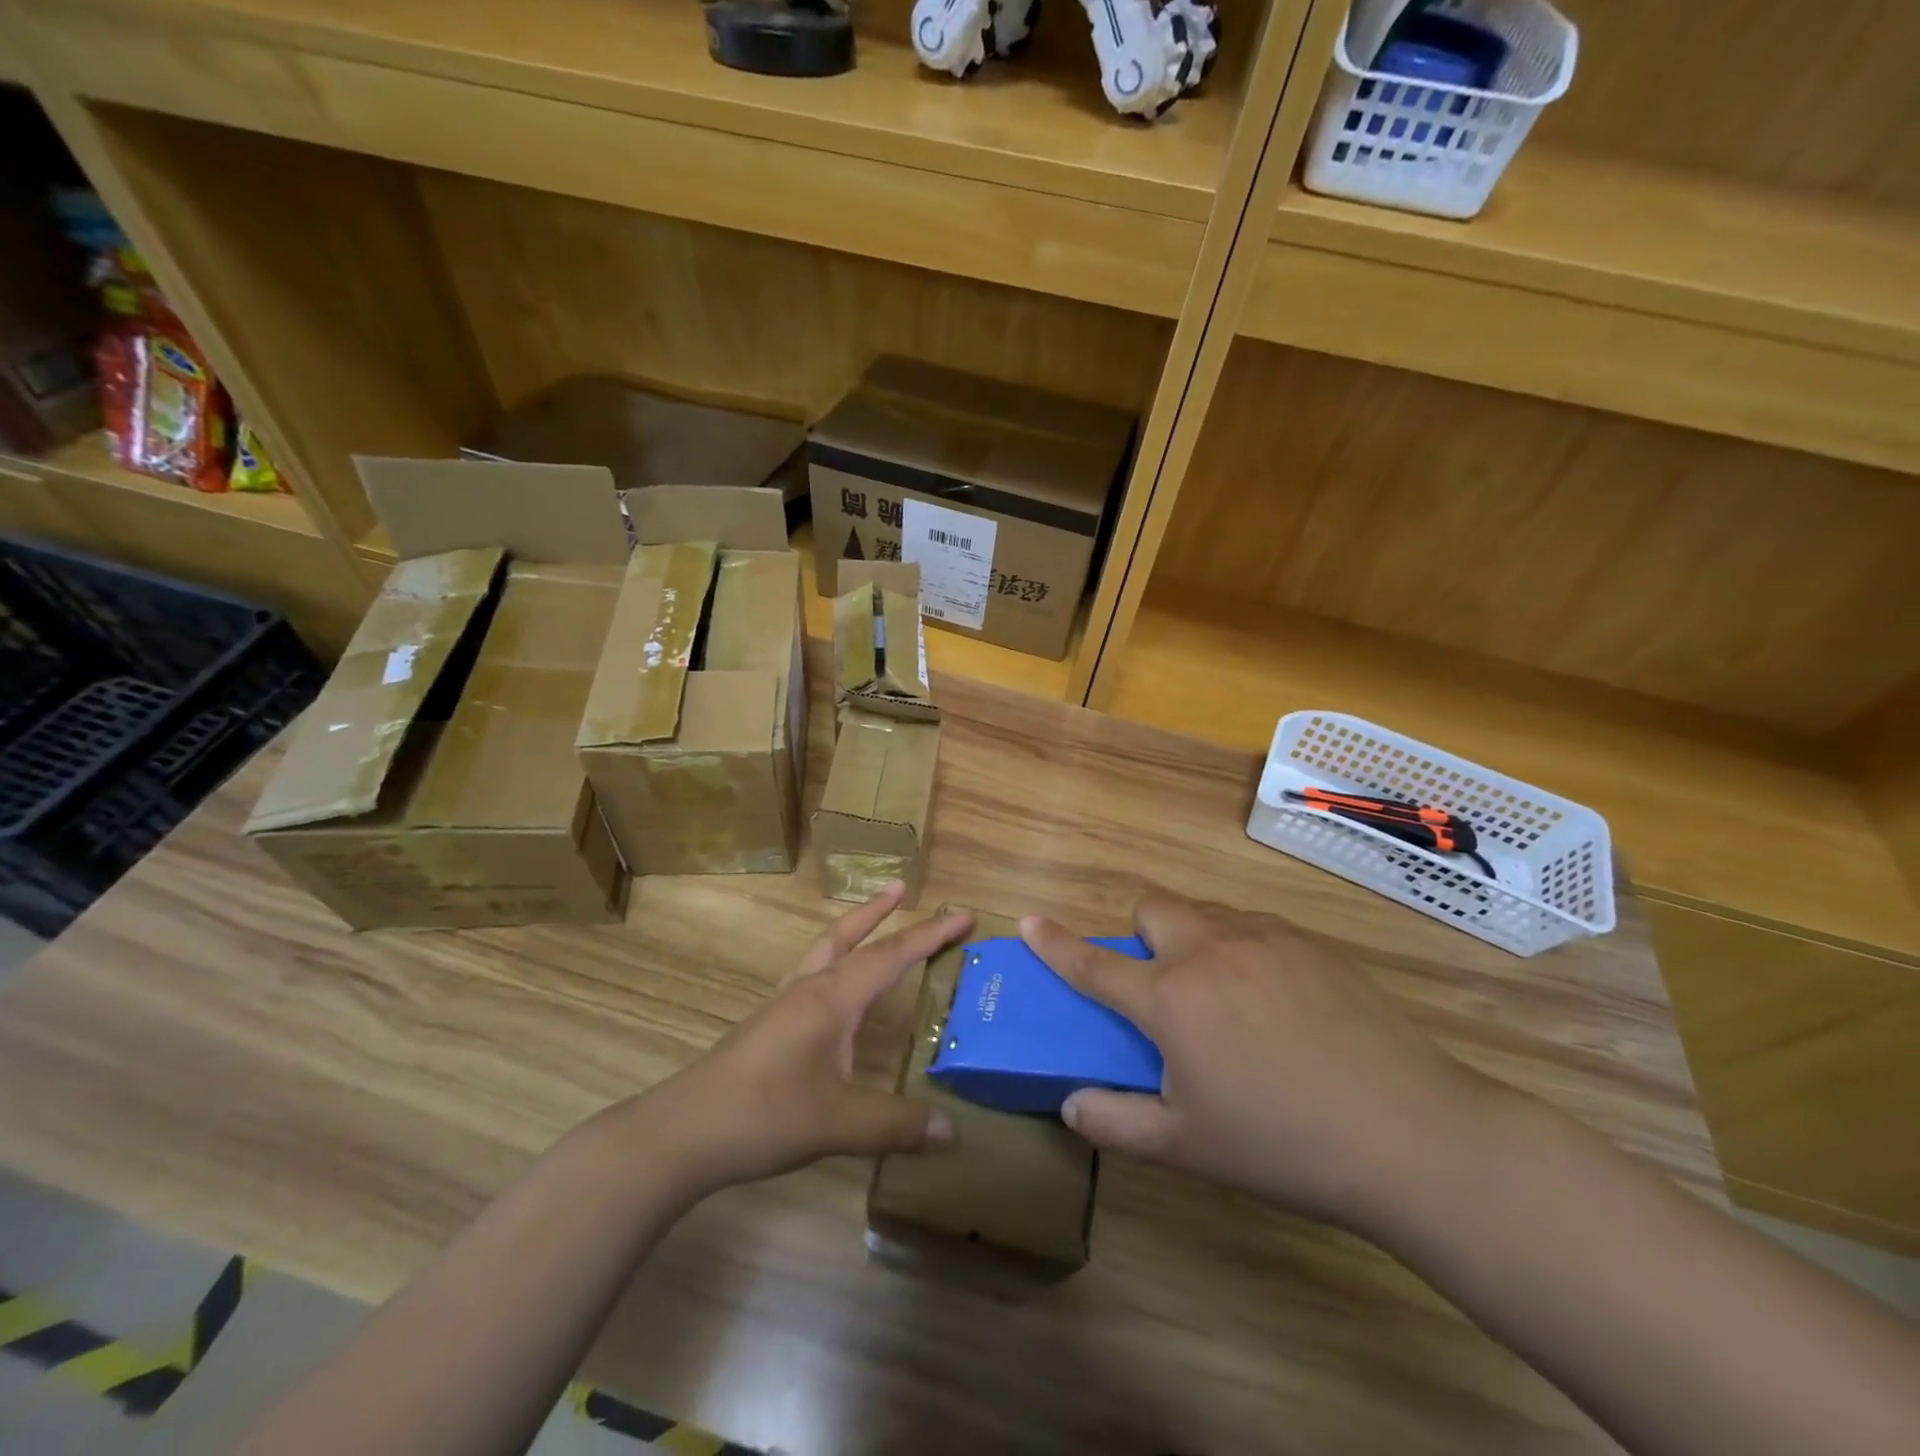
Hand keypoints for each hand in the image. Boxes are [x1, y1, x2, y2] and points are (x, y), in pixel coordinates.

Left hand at [637, 884, 973, 1198]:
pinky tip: (830, 989)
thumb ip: (896, 1124)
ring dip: (851, 931)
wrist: (684, 1132)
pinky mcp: (767, 1026)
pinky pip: (808, 976)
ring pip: (823, 951)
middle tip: (901, 887)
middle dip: (879, 912)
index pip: (890, 955)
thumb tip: (950, 1131)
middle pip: (848, 936)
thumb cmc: (765, 1115)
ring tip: (870, 922)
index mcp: (832, 999)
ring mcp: (782, 1005)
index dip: (930, 935)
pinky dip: (830, 962)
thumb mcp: (839, 1123)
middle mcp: (808, 990)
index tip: (963, 915)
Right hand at [1020, 893, 1488, 1234]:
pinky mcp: (1311, 943)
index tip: (1030, 922)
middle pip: (1152, 907)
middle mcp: (1209, 950)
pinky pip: (1255, 927)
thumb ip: (1116, 1122)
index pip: (1094, 964)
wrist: (1411, 1134)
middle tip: (1165, 988)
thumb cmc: (1283, 1144)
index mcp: (1170, 998)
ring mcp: (1264, 939)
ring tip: (1227, 998)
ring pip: (1206, 913)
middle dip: (1142, 935)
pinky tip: (1281, 1002)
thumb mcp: (1187, 1146)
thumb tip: (1070, 1103)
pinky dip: (1244, 949)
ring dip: (1194, 940)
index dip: (1055, 944)